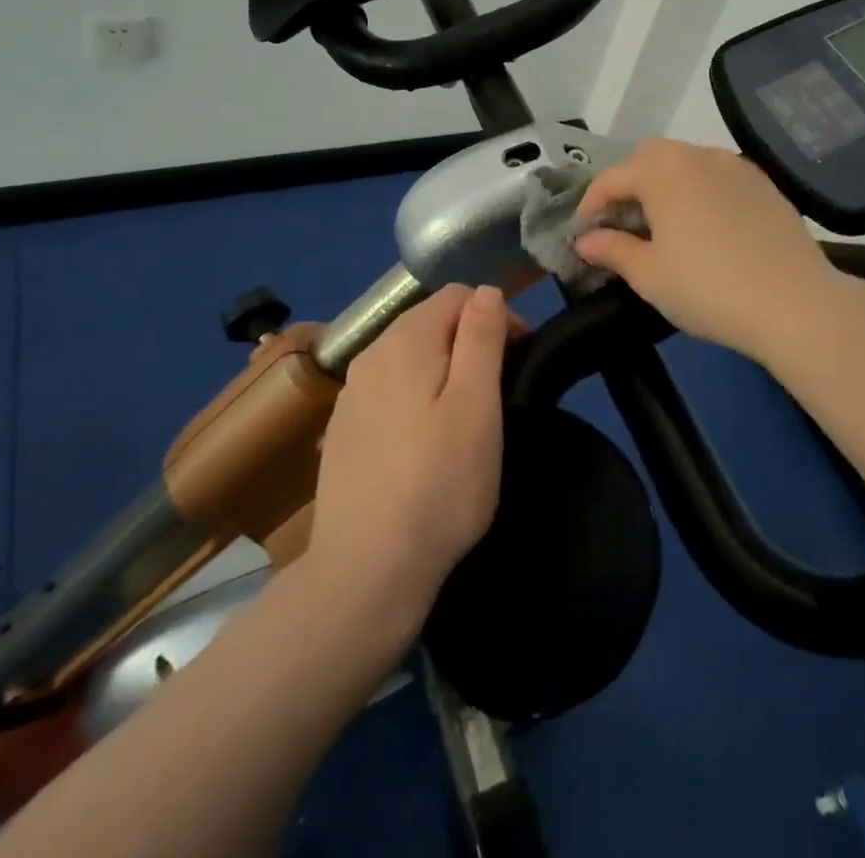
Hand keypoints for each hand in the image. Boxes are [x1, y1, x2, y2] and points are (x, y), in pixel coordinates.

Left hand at [306, 285, 518, 632]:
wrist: (365, 571)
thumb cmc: (439, 484)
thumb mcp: (477, 405)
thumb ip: (481, 338)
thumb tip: (487, 292)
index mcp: (404, 341)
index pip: (457, 295)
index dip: (496, 315)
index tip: (520, 356)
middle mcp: (370, 355)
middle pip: (429, 321)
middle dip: (470, 340)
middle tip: (500, 389)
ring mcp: (351, 394)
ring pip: (409, 357)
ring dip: (444, 368)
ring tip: (468, 416)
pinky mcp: (343, 430)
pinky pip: (389, 390)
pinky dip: (416, 396)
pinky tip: (426, 441)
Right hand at [574, 138, 841, 363]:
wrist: (795, 303)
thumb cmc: (708, 289)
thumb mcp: (649, 275)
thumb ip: (612, 250)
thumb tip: (586, 241)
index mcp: (662, 171)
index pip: (611, 178)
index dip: (590, 205)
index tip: (584, 234)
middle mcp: (698, 156)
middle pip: (649, 157)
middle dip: (629, 184)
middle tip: (624, 225)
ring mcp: (735, 166)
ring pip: (687, 162)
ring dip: (665, 184)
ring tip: (665, 225)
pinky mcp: (763, 184)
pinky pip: (718, 176)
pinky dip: (700, 190)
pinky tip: (706, 227)